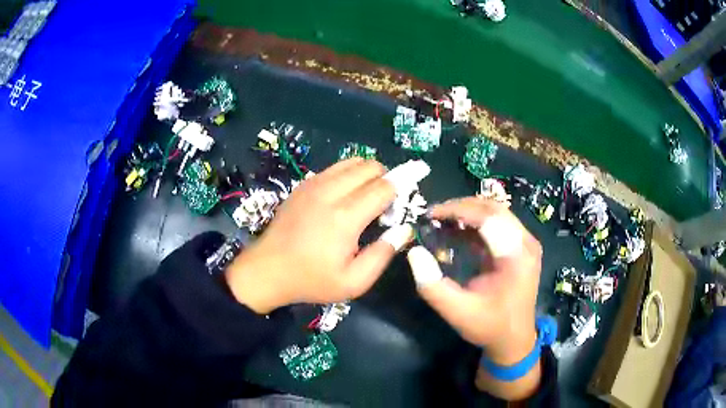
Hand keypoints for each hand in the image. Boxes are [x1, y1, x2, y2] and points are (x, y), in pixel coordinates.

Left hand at [225, 158, 407, 313]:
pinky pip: (334, 168)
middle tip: (384, 204)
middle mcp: (330, 192)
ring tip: (366, 198)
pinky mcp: (303, 185)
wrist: (268, 270)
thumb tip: (403, 229)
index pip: (384, 186)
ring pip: (352, 162)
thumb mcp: (353, 282)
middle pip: (370, 167)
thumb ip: (382, 255)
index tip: (401, 205)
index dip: (400, 190)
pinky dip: (347, 174)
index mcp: (345, 217)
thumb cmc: (311, 280)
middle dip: (385, 179)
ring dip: (367, 174)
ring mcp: (313, 184)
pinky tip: (343, 196)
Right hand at [406, 197, 541, 399]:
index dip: (458, 210)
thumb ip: (433, 286)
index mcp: (517, 256)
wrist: (514, 341)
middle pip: (494, 209)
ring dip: (469, 213)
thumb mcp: (457, 312)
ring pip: (496, 213)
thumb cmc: (489, 327)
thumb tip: (414, 252)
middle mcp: (526, 243)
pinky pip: (498, 225)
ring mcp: (526, 244)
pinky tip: (457, 232)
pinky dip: (476, 224)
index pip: (489, 217)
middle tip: (434, 215)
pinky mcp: (520, 248)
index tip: (431, 214)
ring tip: (442, 221)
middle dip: (462, 207)